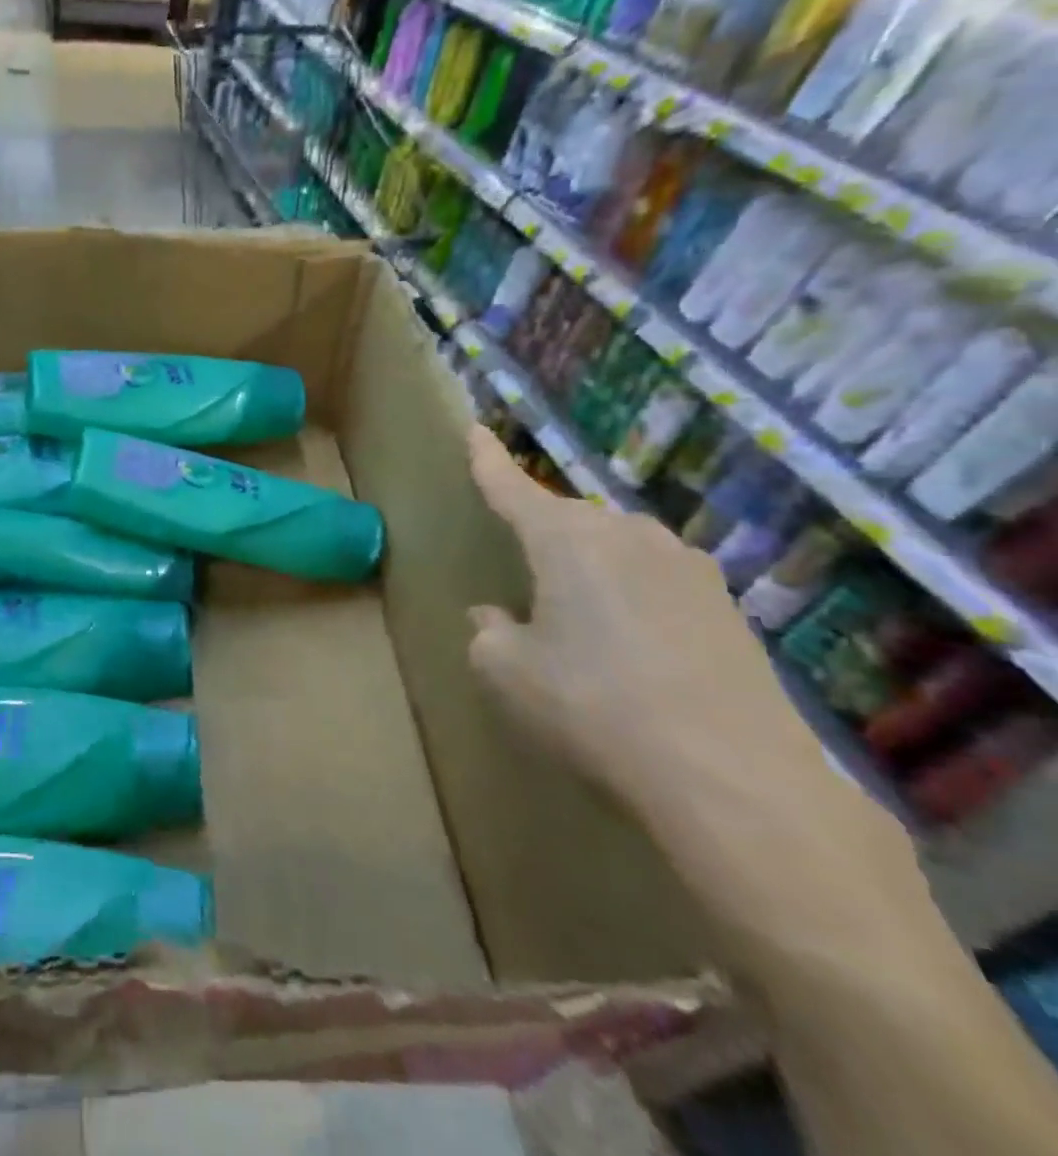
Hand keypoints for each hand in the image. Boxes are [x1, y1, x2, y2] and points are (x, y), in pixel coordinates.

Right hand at [462, 424, 881, 901]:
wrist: (734, 778)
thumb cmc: (593, 707)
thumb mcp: (507, 673)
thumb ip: (489, 633)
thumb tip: (496, 616)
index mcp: (564, 538)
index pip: (511, 487)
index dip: (488, 460)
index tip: (475, 429)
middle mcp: (628, 535)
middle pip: (569, 518)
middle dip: (543, 531)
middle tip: (524, 572)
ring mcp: (687, 567)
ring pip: (618, 546)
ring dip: (592, 565)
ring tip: (580, 613)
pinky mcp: (728, 606)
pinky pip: (658, 579)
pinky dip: (633, 595)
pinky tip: (634, 643)